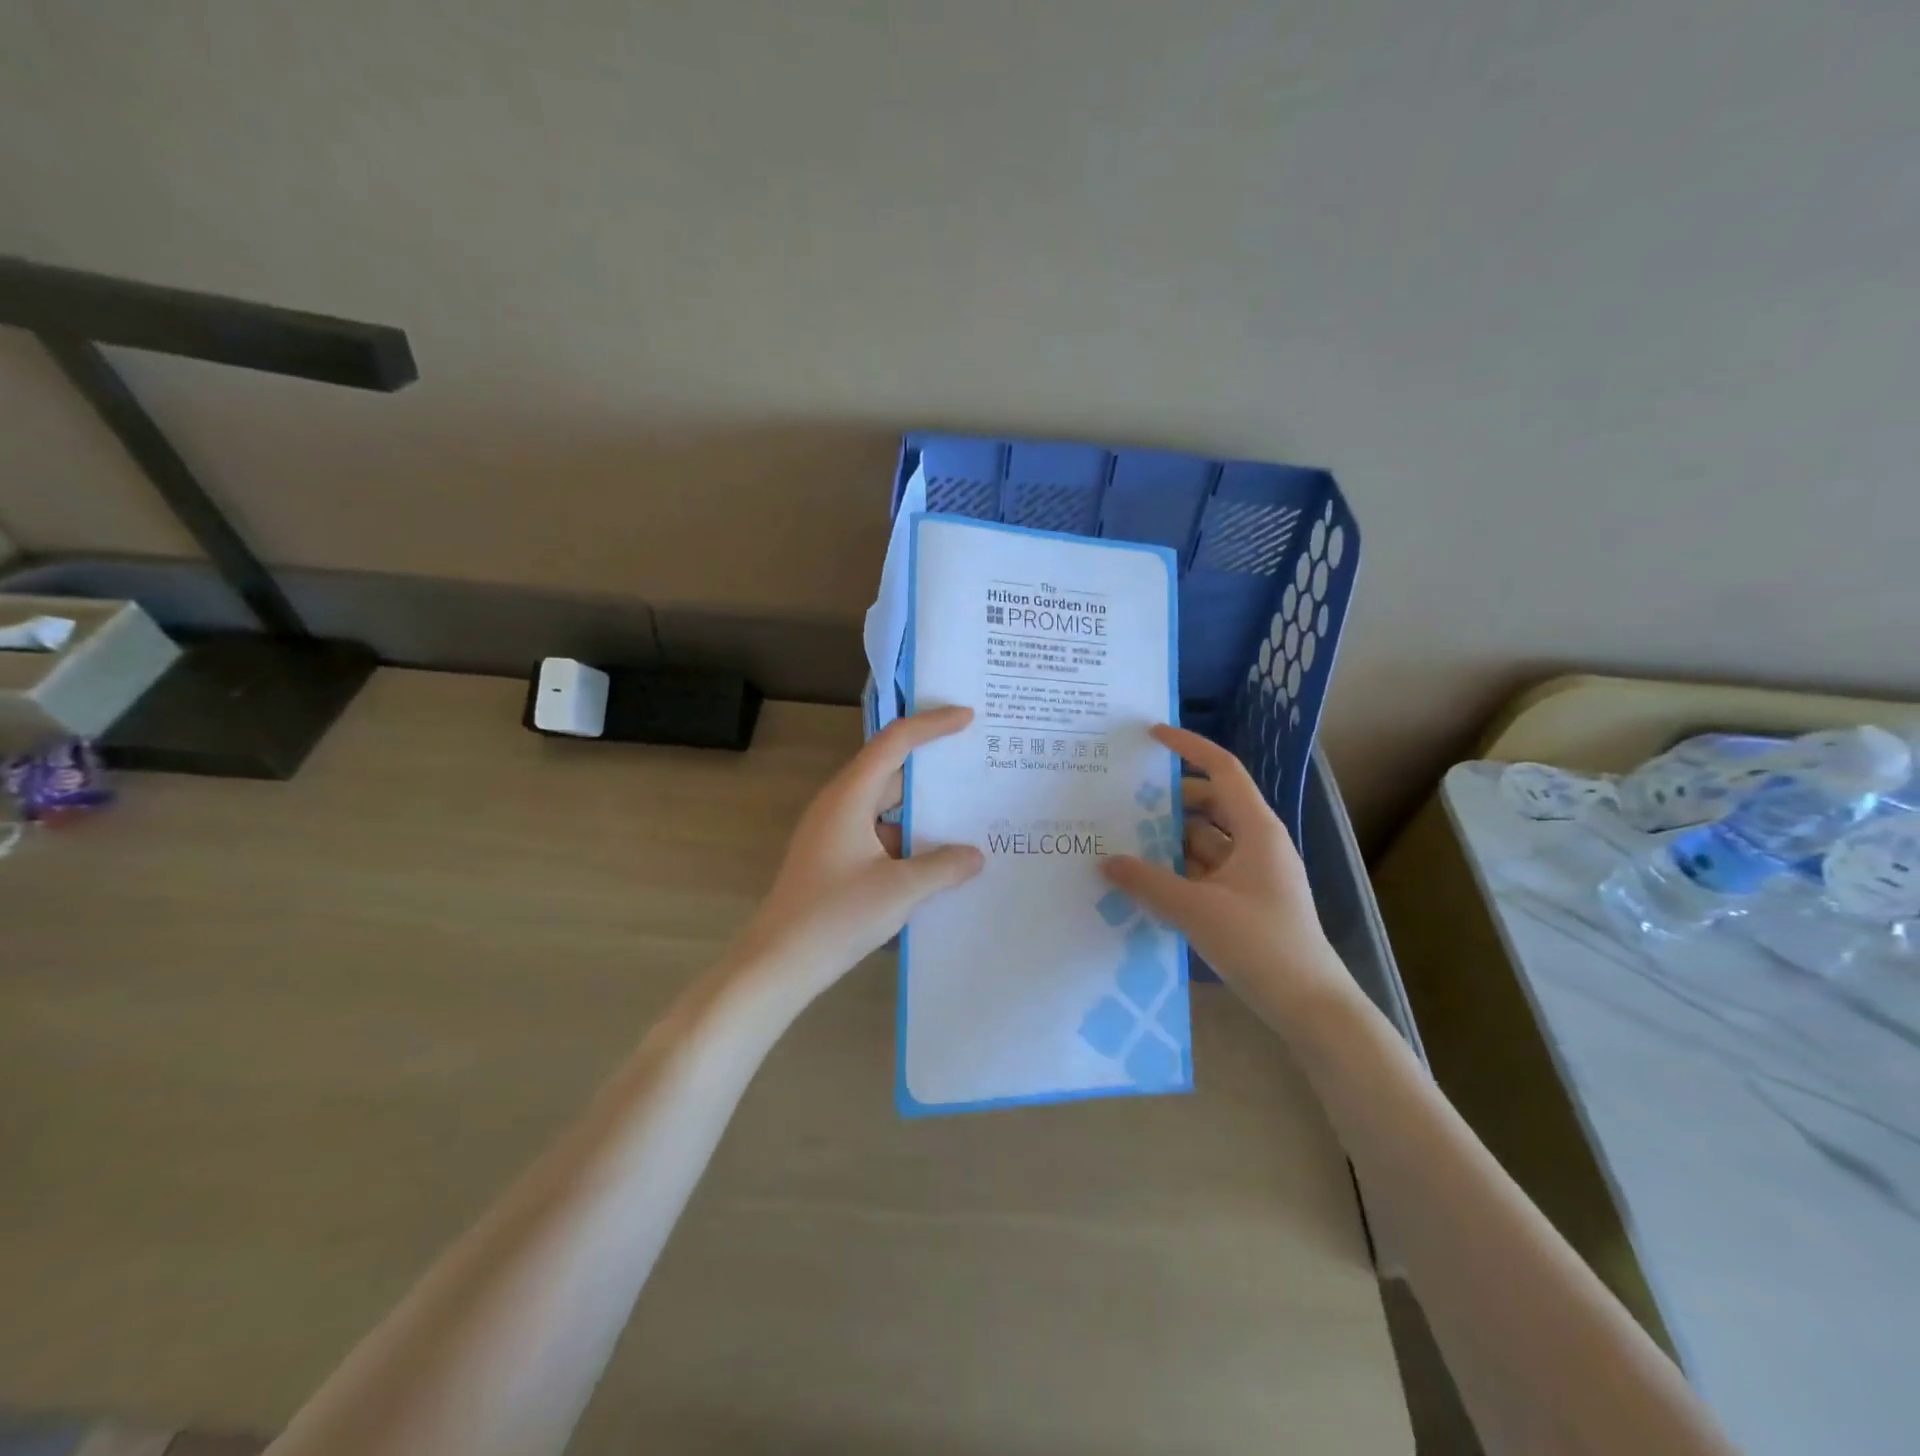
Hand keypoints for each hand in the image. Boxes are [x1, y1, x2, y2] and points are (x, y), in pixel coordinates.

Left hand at [732, 707, 984, 998]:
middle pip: (890, 772)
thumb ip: (942, 867)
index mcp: (849, 797)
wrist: (779, 963)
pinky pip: (878, 835)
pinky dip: (907, 841)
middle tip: (975, 765)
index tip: (968, 718)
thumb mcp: (900, 890)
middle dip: (932, 771)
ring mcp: (833, 833)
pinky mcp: (833, 859)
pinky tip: (936, 862)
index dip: (932, 725)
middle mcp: (839, 805)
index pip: (894, 742)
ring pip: (885, 809)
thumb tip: (975, 855)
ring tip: (966, 818)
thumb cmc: (836, 916)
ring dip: (921, 813)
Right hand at [1101, 725, 1349, 1019]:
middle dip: (1171, 799)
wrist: (1309, 1004)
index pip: (1223, 770)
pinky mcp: (1246, 900)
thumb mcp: (1196, 909)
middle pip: (1211, 804)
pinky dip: (1179, 868)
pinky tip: (1147, 879)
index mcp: (1257, 830)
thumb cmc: (1260, 944)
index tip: (1152, 736)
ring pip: (1206, 840)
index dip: (1189, 747)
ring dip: (1171, 837)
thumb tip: (1106, 861)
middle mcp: (1257, 843)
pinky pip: (1207, 870)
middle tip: (1125, 798)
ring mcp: (1253, 873)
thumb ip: (1147, 882)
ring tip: (1125, 838)